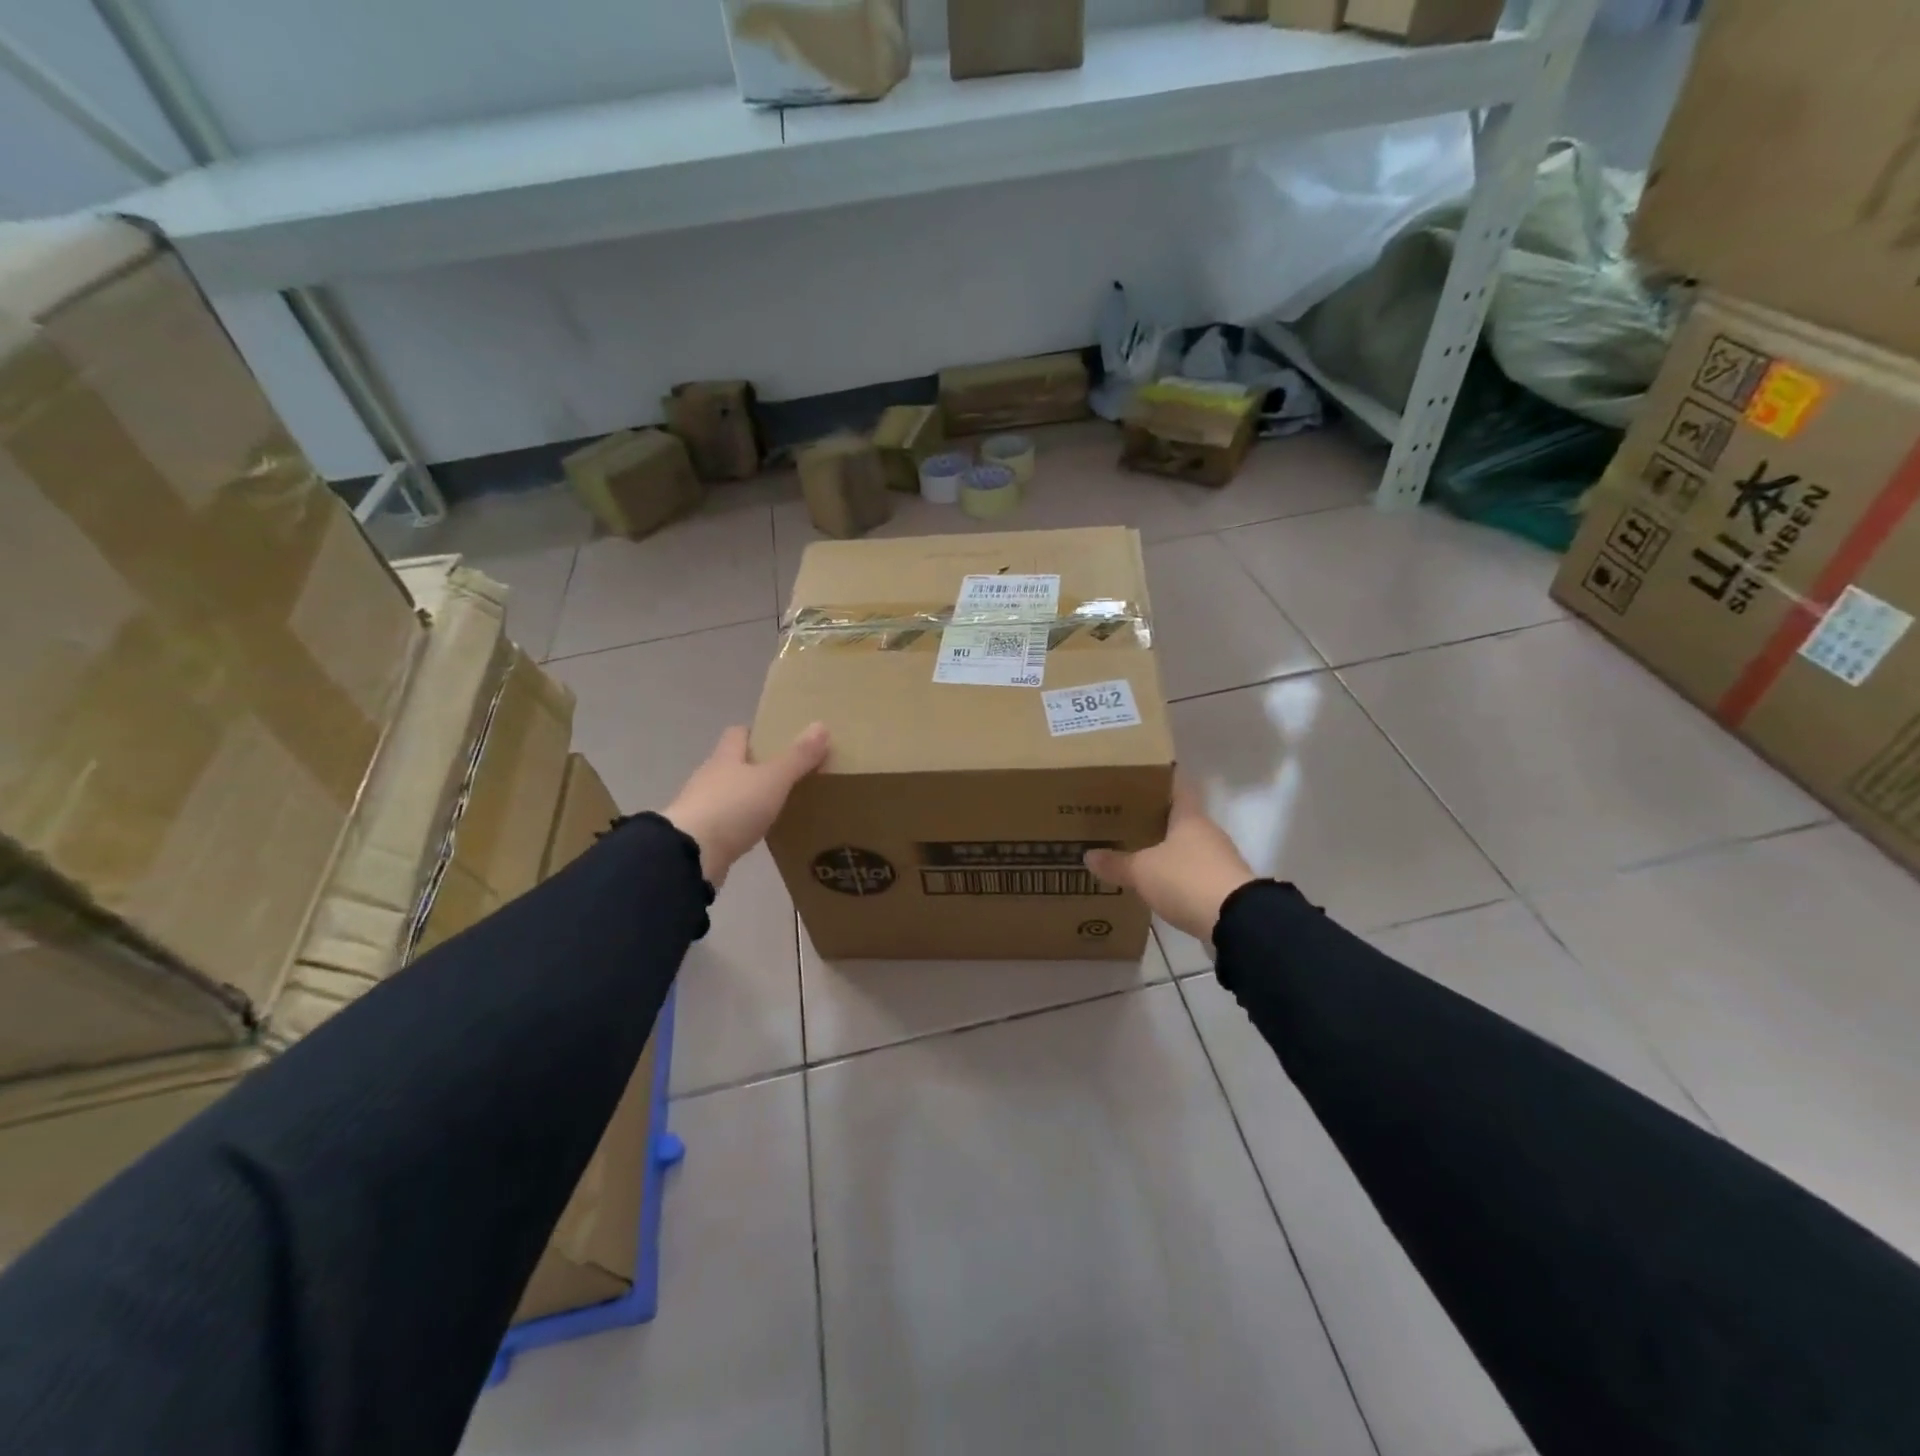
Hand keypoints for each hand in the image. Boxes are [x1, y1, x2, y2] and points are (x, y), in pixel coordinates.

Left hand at [664, 724, 829, 887]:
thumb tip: (820, 724)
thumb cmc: (732, 808)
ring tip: (776, 805)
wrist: (690, 856)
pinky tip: (756, 833)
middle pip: (732, 764)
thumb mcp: (773, 780)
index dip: (755, 734)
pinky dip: (739, 825)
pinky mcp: (700, 837)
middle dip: (756, 767)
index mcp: (725, 758)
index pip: (737, 734)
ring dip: (746, 798)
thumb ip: (798, 756)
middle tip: (787, 774)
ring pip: (728, 795)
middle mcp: (709, 778)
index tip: (778, 740)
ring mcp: (701, 808)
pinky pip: (724, 824)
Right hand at [1084, 775, 1256, 942]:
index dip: (1157, 782)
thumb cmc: (1187, 880)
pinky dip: (1176, 876)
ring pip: (1187, 847)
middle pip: (1179, 819)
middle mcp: (1207, 832)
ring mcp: (1219, 860)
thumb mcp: (1142, 871)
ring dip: (1166, 850)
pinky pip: (1193, 873)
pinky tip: (1158, 884)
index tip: (1135, 781)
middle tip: (1123, 821)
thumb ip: (1116, 863)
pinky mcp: (1223, 887)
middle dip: (1154, 820)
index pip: (1176, 787)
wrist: (1237, 921)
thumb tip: (1088, 855)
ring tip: (1136, 853)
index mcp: (1189, 817)